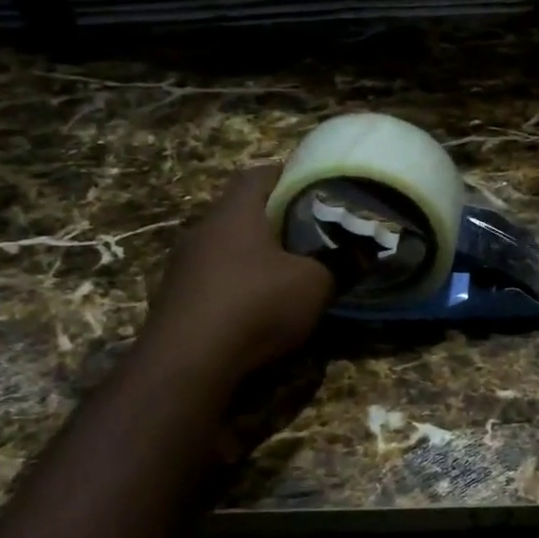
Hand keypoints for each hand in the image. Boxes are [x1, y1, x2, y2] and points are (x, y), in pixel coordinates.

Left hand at [144, 165, 335, 380]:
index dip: (289, 175)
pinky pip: (213, 280)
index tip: (315, 187)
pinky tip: (256, 308)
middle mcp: (203, 229)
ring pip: (226, 248)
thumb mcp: (314, 285)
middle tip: (310, 234)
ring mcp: (183, 265)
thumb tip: (364, 254)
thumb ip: (340, 265)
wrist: (187, 364)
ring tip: (287, 273)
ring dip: (254, 257)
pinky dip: (236, 286)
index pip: (260, 174)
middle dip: (275, 221)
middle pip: (242, 212)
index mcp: (235, 211)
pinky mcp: (175, 299)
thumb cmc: (255, 305)